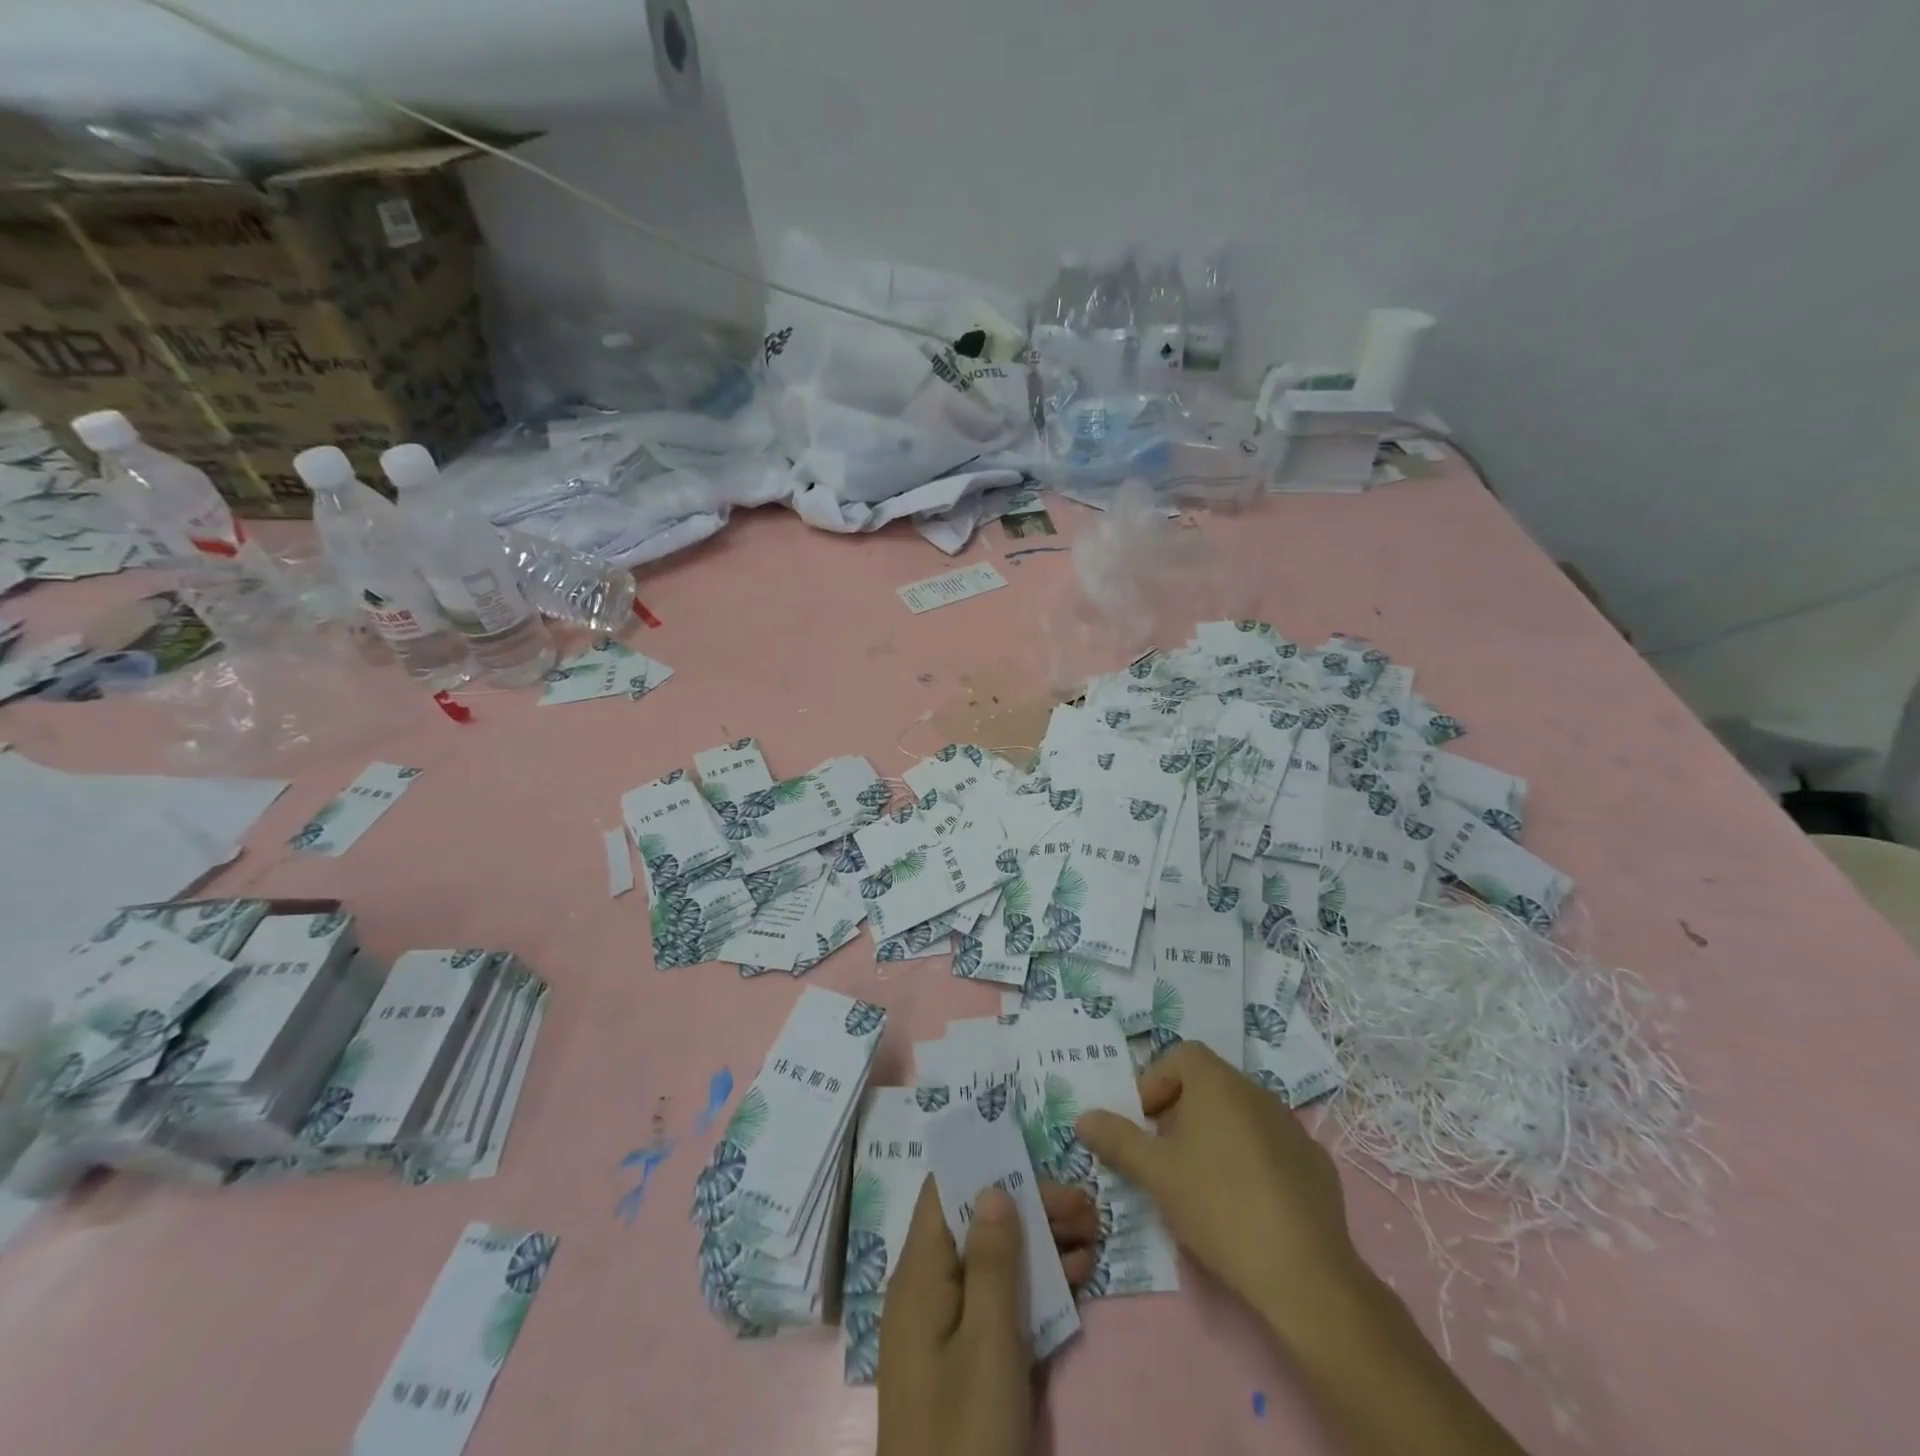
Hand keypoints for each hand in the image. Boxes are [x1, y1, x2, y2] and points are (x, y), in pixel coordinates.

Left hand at [877, 1177, 1097, 1455]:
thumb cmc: (965, 1434)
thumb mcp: (987, 1344)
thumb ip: (992, 1262)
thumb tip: (994, 1186)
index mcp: (920, 1274)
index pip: (946, 1193)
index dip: (987, 1168)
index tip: (1036, 1159)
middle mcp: (928, 1288)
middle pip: (978, 1224)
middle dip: (1031, 1207)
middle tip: (1087, 1207)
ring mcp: (947, 1325)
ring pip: (995, 1261)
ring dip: (1042, 1243)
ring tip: (1094, 1234)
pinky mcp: (967, 1358)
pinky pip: (1000, 1301)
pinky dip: (1036, 1285)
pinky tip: (1078, 1276)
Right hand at [1075, 1041, 1358, 1342]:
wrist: (1303, 1272)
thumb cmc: (1217, 1205)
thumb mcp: (1155, 1173)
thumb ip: (1117, 1139)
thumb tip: (1084, 1117)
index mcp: (1217, 1083)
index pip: (1181, 1055)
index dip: (1156, 1082)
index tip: (1146, 1124)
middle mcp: (1257, 1091)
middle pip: (1210, 1084)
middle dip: (1182, 1112)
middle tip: (1167, 1156)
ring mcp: (1292, 1127)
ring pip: (1241, 1115)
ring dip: (1217, 1135)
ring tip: (1204, 1183)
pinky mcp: (1316, 1163)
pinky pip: (1272, 1146)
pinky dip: (1253, 1160)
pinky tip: (1248, 1204)